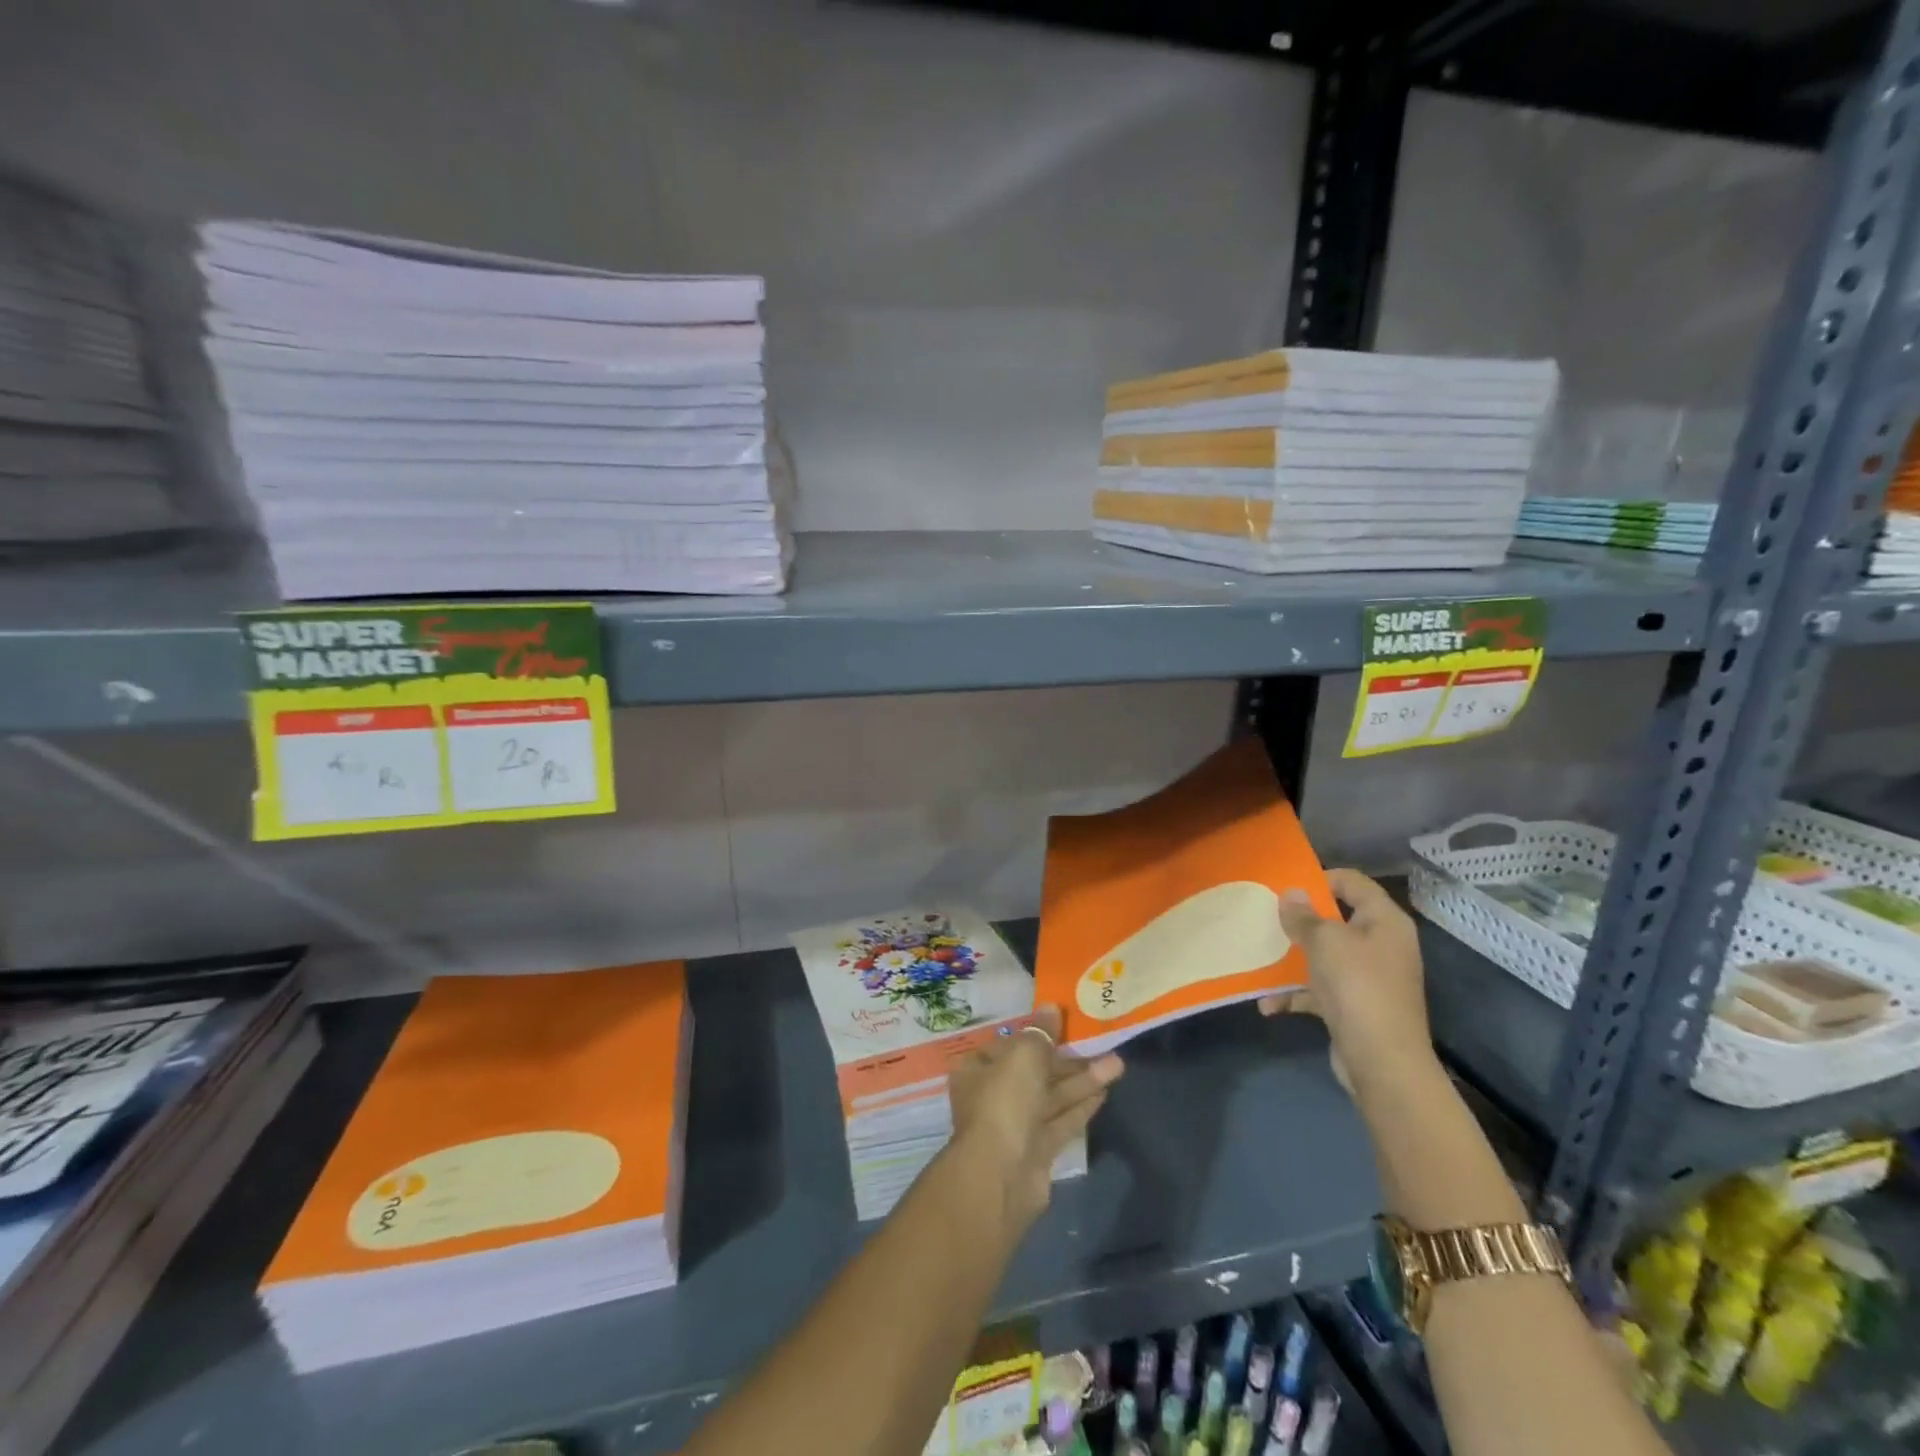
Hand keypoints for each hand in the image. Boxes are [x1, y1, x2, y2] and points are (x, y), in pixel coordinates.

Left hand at [946, 1005, 1123, 1232]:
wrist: (1002, 1174)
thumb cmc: (1005, 1100)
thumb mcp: (1024, 1054)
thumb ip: (1041, 1032)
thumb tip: (1051, 1007)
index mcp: (978, 1069)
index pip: (1009, 1044)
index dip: (1037, 1033)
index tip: (1064, 1024)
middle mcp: (993, 1095)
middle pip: (1034, 1070)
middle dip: (1068, 1058)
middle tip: (1100, 1043)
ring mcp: (1015, 1125)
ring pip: (1052, 1096)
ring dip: (1083, 1080)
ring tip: (1118, 1064)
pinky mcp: (1037, 1150)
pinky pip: (1061, 1120)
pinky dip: (1081, 1106)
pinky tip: (1105, 1092)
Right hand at [1259, 869, 1436, 1103]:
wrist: (1382, 1062)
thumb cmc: (1357, 986)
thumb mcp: (1324, 942)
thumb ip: (1303, 916)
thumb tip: (1291, 893)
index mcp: (1384, 921)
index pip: (1353, 882)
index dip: (1319, 878)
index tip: (1284, 886)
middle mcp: (1381, 944)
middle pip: (1336, 920)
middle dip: (1299, 921)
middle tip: (1266, 918)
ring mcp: (1369, 978)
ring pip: (1325, 956)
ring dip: (1292, 960)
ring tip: (1259, 958)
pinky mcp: (1356, 1006)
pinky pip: (1321, 990)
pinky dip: (1296, 995)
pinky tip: (1268, 1004)